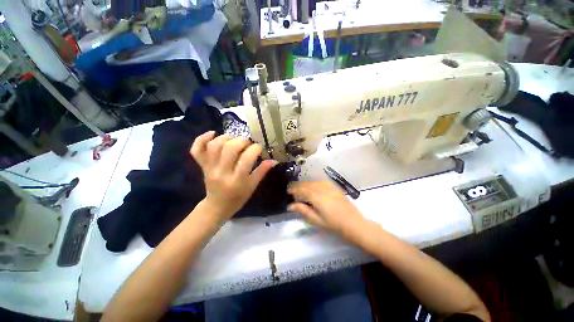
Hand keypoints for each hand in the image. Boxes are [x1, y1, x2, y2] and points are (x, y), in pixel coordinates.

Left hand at [191, 131, 276, 220]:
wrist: (217, 206)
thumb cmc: (238, 198)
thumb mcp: (252, 186)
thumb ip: (262, 171)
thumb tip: (274, 160)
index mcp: (237, 180)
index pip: (247, 158)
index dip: (256, 149)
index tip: (259, 148)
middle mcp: (222, 172)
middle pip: (229, 149)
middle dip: (242, 141)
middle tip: (248, 143)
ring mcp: (209, 168)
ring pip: (214, 146)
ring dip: (226, 138)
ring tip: (235, 139)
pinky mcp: (202, 165)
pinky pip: (196, 149)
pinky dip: (202, 138)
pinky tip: (213, 133)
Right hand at [288, 181, 365, 236]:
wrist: (354, 223)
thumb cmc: (334, 225)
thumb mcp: (317, 220)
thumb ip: (303, 210)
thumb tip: (290, 205)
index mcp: (317, 198)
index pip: (302, 190)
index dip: (294, 189)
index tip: (288, 191)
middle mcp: (323, 189)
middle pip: (307, 184)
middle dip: (298, 186)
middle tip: (292, 190)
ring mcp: (330, 187)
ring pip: (313, 182)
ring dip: (305, 184)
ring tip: (300, 188)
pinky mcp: (334, 187)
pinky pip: (321, 181)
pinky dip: (314, 183)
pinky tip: (312, 186)